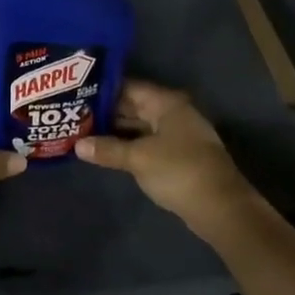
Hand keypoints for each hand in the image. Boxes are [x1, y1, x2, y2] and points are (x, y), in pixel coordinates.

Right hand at [75, 80, 256, 234]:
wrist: (220, 208)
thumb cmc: (179, 171)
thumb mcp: (138, 159)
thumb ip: (107, 149)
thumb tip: (77, 145)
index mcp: (167, 103)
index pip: (129, 87)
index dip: (103, 89)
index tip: (76, 92)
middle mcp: (172, 114)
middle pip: (133, 107)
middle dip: (105, 112)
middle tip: (73, 113)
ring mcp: (176, 136)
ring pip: (139, 127)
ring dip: (115, 131)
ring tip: (82, 131)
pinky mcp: (177, 157)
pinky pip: (146, 144)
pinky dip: (127, 146)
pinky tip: (105, 151)